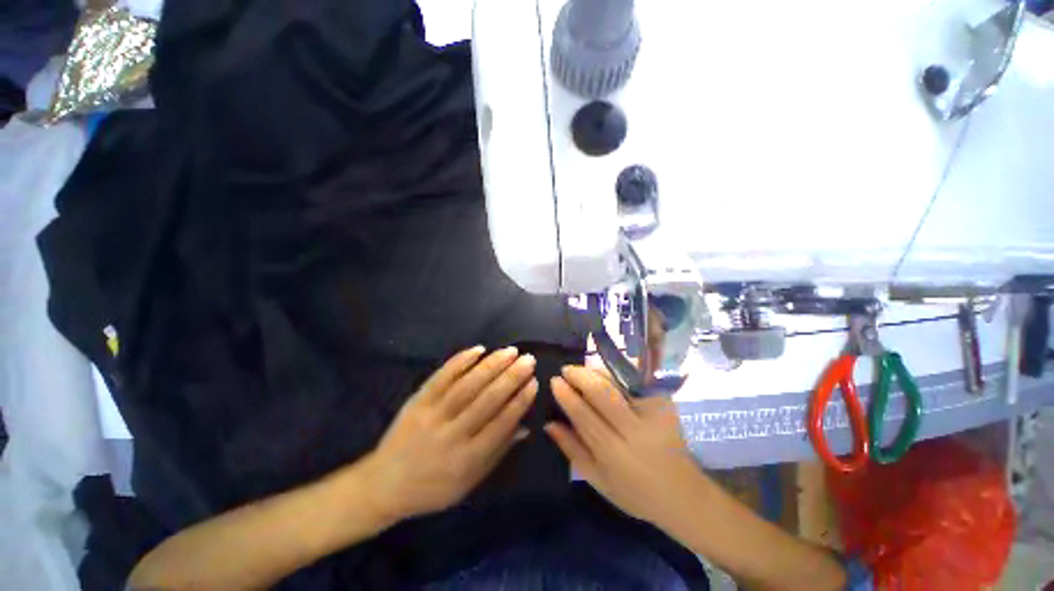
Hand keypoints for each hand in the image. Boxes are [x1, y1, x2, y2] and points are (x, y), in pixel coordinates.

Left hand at [362, 346, 536, 521]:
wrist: (384, 485)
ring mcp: (432, 414)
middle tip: (528, 360)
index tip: (534, 382)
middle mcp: (452, 434)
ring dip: (491, 365)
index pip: (501, 424)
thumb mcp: (469, 482)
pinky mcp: (418, 401)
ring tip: (510, 351)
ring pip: (467, 385)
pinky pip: (441, 377)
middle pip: (487, 400)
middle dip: (511, 377)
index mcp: (467, 459)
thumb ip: (498, 452)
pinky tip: (478, 350)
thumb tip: (526, 427)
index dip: (520, 401)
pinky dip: (460, 360)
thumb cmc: (433, 488)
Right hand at [545, 366, 703, 526]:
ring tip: (582, 370)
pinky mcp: (665, 405)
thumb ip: (572, 450)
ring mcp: (653, 415)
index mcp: (614, 453)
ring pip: (619, 383)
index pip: (584, 415)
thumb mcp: (598, 480)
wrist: (684, 495)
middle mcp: (634, 431)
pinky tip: (605, 374)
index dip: (567, 395)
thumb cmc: (635, 493)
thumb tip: (549, 423)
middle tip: (566, 369)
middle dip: (580, 376)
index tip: (554, 381)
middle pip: (602, 393)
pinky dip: (617, 374)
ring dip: (596, 372)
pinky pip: (636, 382)